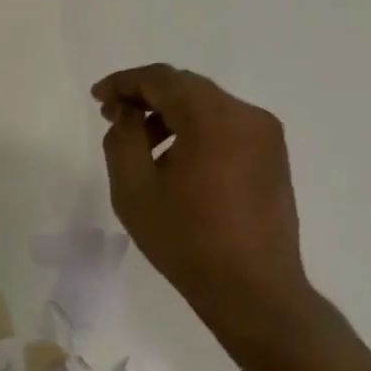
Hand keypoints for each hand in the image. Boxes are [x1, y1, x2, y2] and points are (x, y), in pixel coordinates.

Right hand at [94, 64, 324, 347]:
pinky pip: (226, 127)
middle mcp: (247, 116)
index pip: (162, 79)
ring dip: (170, 114)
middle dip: (146, 96)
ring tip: (141, 144)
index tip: (97, 98)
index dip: (124, 82)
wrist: (253, 291)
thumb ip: (122, 138)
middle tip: (113, 117)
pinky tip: (175, 160)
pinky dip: (195, 130)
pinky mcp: (273, 158)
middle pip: (187, 87)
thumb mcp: (133, 189)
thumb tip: (129, 114)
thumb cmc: (186, 239)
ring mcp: (266, 137)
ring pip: (207, 106)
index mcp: (214, 118)